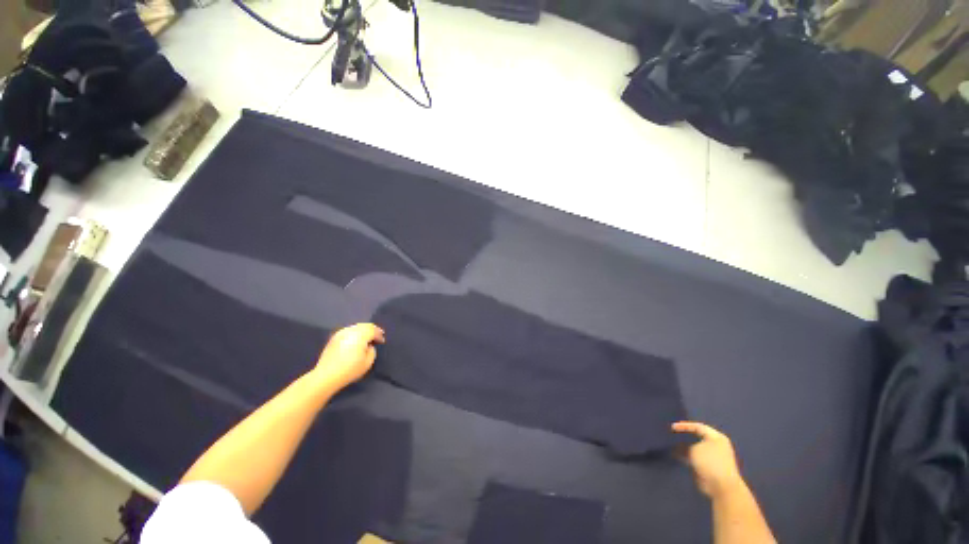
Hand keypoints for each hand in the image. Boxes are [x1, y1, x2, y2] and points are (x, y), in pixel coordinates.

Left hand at [311, 323, 385, 390]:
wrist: (326, 376)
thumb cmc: (349, 370)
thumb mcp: (368, 362)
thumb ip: (372, 350)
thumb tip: (369, 345)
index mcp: (360, 335)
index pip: (373, 330)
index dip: (379, 335)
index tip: (382, 341)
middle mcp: (350, 331)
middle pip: (365, 325)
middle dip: (372, 330)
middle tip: (377, 337)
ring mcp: (340, 333)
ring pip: (356, 327)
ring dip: (363, 330)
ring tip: (366, 338)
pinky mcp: (333, 338)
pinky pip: (348, 330)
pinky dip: (355, 333)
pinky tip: (355, 340)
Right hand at [672, 421, 744, 498]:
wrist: (721, 487)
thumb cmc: (710, 463)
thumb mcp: (695, 449)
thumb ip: (685, 443)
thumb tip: (677, 442)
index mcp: (716, 437)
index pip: (698, 427)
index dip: (684, 425)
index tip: (672, 427)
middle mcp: (715, 445)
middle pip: (696, 436)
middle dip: (683, 436)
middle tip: (670, 433)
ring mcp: (711, 456)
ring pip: (693, 447)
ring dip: (683, 446)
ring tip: (670, 443)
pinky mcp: (706, 466)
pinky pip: (693, 457)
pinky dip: (684, 455)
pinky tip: (674, 454)